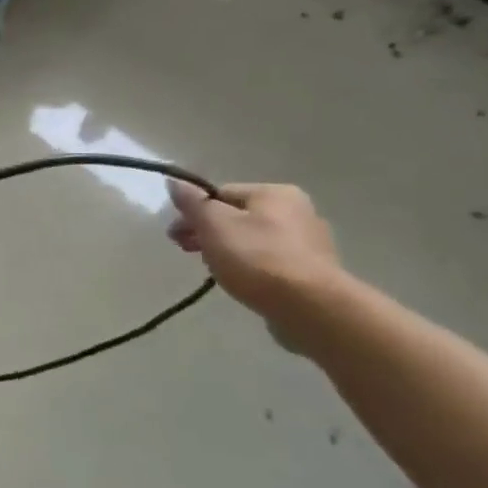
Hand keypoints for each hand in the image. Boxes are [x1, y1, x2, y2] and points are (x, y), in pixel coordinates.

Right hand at [167, 181, 343, 349]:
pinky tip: (242, 282)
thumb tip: (174, 181)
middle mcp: (297, 210)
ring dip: (227, 249)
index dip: (193, 212)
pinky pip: (270, 261)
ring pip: (253, 239)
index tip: (175, 235)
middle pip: (237, 216)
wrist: (309, 306)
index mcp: (274, 193)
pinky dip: (251, 267)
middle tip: (186, 251)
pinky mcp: (312, 271)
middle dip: (208, 232)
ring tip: (213, 270)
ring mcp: (309, 242)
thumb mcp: (213, 225)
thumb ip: (192, 202)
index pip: (220, 193)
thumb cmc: (256, 258)